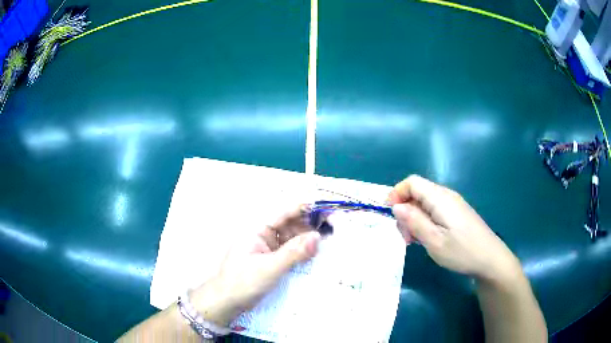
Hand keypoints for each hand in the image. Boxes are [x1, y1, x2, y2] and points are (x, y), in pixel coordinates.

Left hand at [190, 205, 320, 326]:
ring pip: (294, 236)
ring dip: (310, 237)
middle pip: (292, 222)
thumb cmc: (242, 282)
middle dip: (313, 223)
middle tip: (336, 228)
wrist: (226, 302)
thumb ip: (293, 253)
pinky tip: (317, 253)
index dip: (309, 208)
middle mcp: (264, 234)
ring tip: (331, 240)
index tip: (330, 211)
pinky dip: (304, 250)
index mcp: (258, 228)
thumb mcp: (269, 268)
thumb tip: (318, 237)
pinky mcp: (273, 259)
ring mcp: (269, 247)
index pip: (286, 212)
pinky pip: (292, 250)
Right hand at [388, 175, 521, 283]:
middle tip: (406, 237)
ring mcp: (453, 205)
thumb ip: (414, 221)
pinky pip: (434, 212)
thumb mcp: (434, 241)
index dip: (397, 193)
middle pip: (417, 193)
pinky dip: (425, 223)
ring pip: (425, 204)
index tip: (390, 214)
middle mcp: (446, 196)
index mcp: (440, 198)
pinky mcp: (456, 214)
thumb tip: (396, 206)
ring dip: (414, 220)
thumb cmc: (462, 251)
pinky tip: (428, 239)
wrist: (490, 259)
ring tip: (416, 242)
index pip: (412, 182)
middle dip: (405, 212)